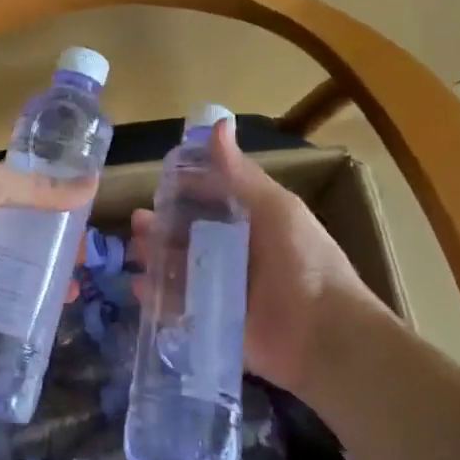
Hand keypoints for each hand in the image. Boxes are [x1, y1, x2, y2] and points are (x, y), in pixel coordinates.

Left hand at [0, 160, 95, 340]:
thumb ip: (34, 186)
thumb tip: (91, 183)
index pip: (27, 193)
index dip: (57, 202)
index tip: (89, 218)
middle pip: (26, 232)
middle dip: (57, 243)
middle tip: (88, 260)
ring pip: (18, 267)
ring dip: (46, 276)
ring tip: (75, 290)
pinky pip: (4, 299)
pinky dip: (27, 304)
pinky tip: (50, 314)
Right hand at [130, 120, 378, 396]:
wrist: (325, 336)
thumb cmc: (303, 262)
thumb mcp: (274, 209)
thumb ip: (240, 174)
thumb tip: (219, 123)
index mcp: (252, 221)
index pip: (211, 199)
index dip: (185, 190)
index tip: (158, 184)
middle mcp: (235, 252)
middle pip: (189, 234)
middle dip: (162, 227)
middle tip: (137, 224)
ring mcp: (224, 289)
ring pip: (180, 268)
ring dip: (155, 259)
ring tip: (134, 255)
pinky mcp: (215, 322)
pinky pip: (179, 308)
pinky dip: (158, 299)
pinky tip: (139, 289)